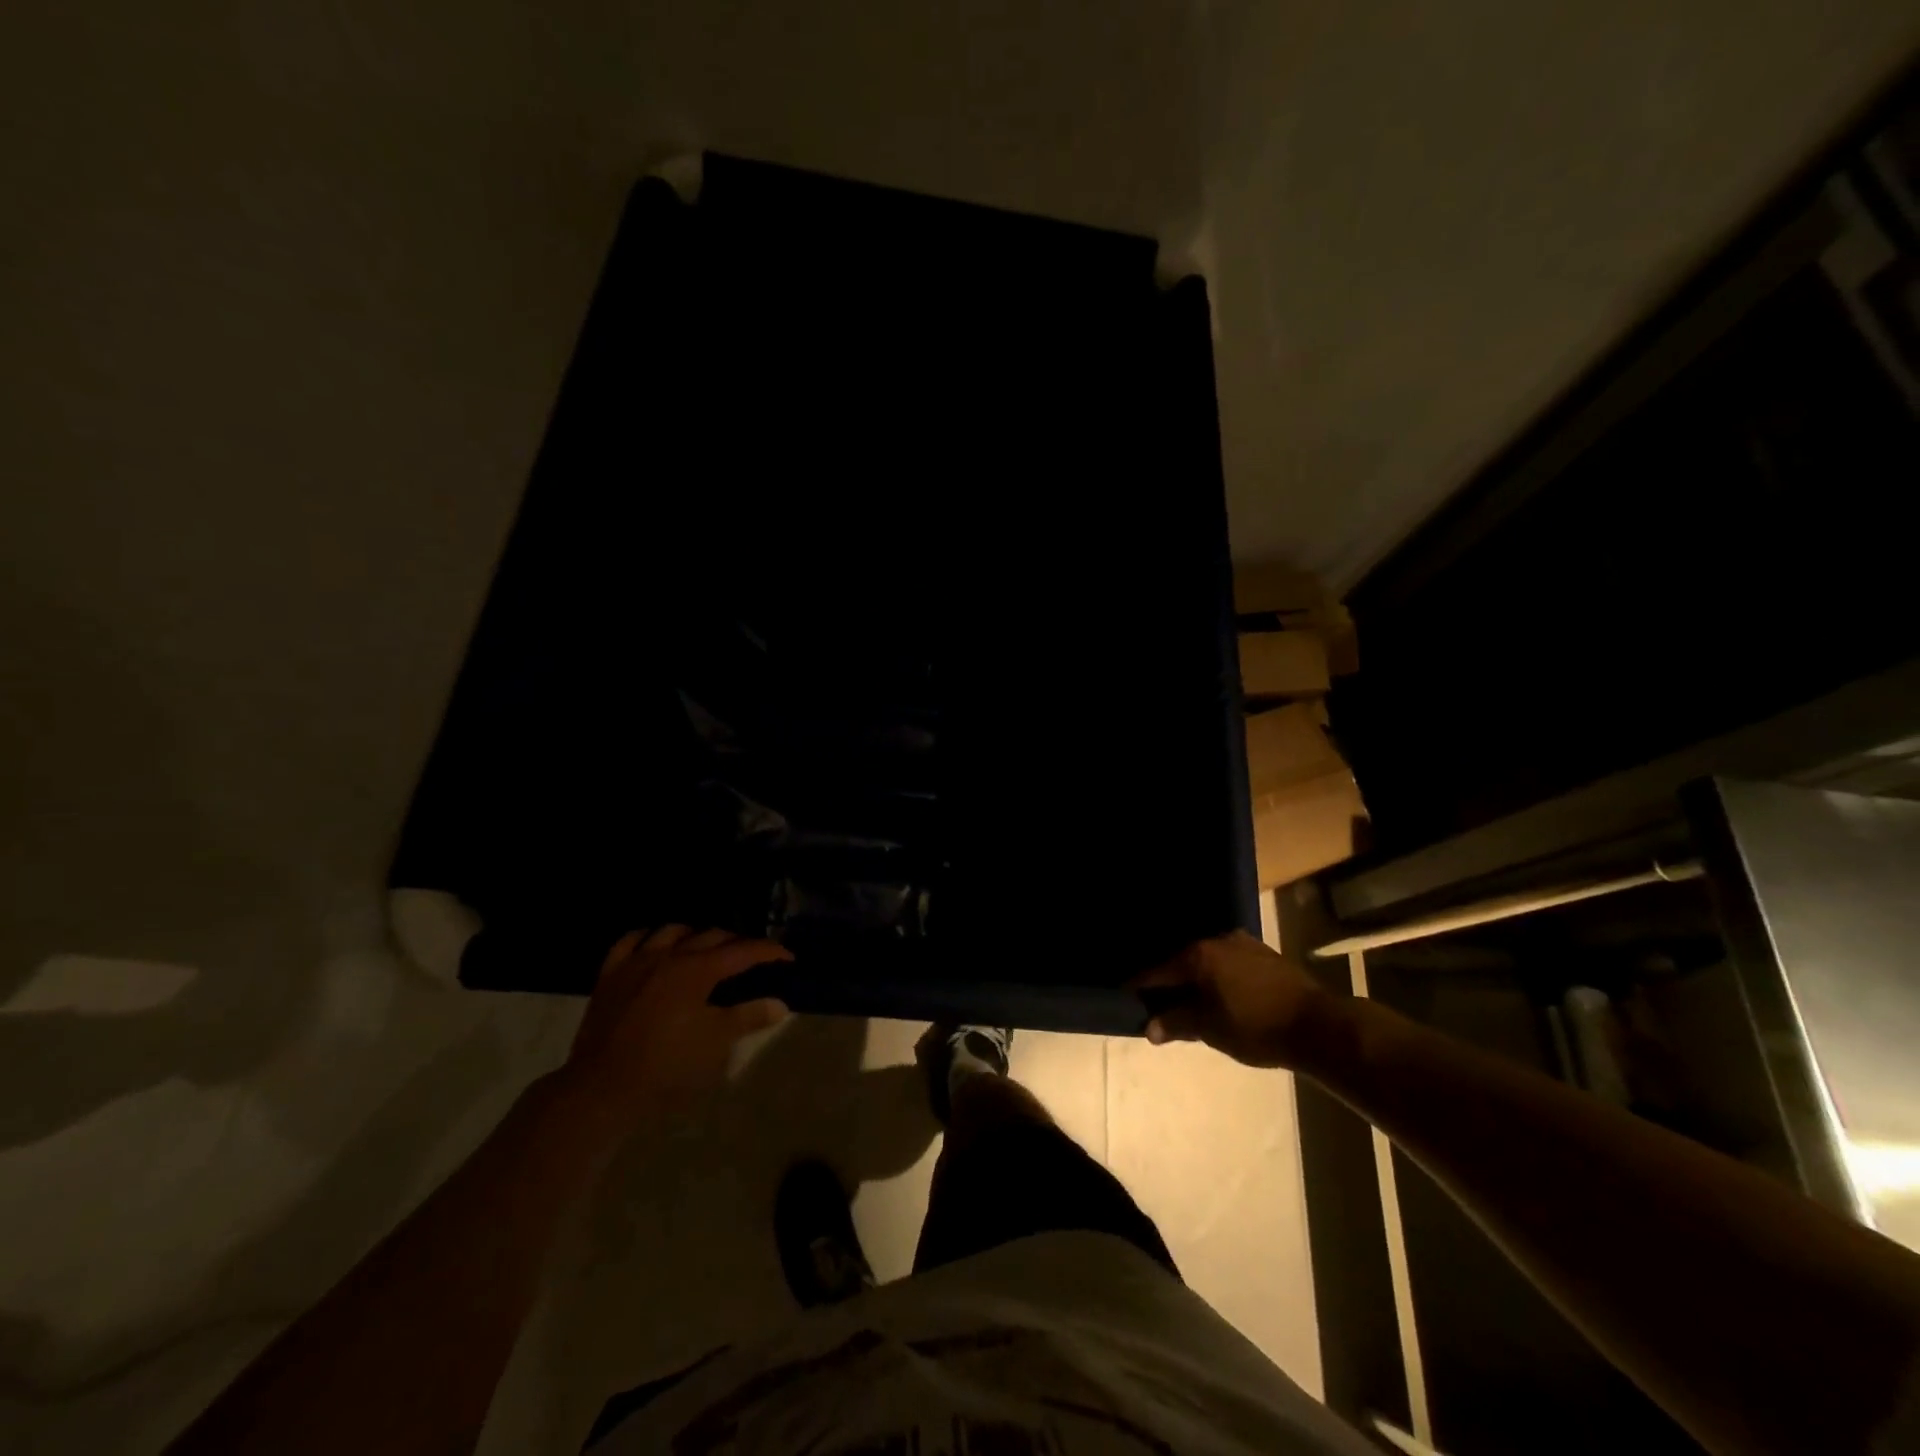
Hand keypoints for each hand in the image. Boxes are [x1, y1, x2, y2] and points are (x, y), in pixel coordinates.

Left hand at [560, 926, 790, 1113]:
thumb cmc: (667, 1065)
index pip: (743, 950)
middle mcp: (669, 955)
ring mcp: (636, 962)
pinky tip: (654, 946)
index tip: (787, 957)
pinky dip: (647, 938)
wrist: (603, 1086)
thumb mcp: (716, 1044)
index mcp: (698, 970)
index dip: (769, 951)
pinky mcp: (610, 975)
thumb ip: (748, 1017)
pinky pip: (630, 942)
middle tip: (752, 957)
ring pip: (672, 931)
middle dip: (737, 942)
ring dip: (695, 935)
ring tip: (705, 948)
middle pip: (712, 935)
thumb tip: (780, 1004)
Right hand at [1130, 930, 1340, 1069]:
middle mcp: (1217, 941)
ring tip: (1191, 1001)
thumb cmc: (1255, 1026)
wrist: (1318, 1025)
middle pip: (1182, 962)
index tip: (1126, 996)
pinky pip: (1229, 963)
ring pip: (1208, 962)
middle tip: (1159, 1004)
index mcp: (1198, 955)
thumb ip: (1176, 1023)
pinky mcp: (1265, 954)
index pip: (1158, 971)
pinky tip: (1221, 995)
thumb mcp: (1210, 1029)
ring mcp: (1244, 944)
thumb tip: (1149, 1028)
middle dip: (1170, 982)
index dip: (1140, 986)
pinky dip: (1218, 978)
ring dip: (1197, 979)